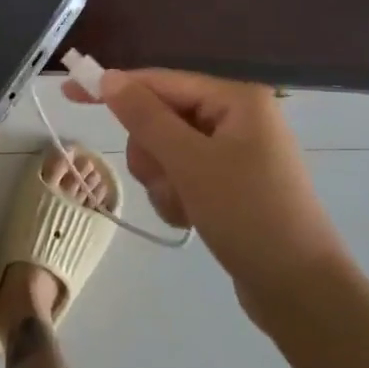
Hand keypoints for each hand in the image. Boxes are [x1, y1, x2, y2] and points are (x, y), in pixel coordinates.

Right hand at [64, 68, 343, 296]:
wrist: (299, 290)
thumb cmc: (248, 215)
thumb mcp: (190, 162)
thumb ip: (145, 117)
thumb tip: (109, 78)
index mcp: (235, 99)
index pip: (160, 82)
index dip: (114, 88)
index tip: (69, 92)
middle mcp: (236, 118)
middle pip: (161, 118)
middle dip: (153, 154)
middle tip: (165, 179)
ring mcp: (235, 153)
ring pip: (167, 151)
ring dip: (163, 181)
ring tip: (184, 207)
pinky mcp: (230, 184)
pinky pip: (183, 176)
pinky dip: (177, 197)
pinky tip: (192, 220)